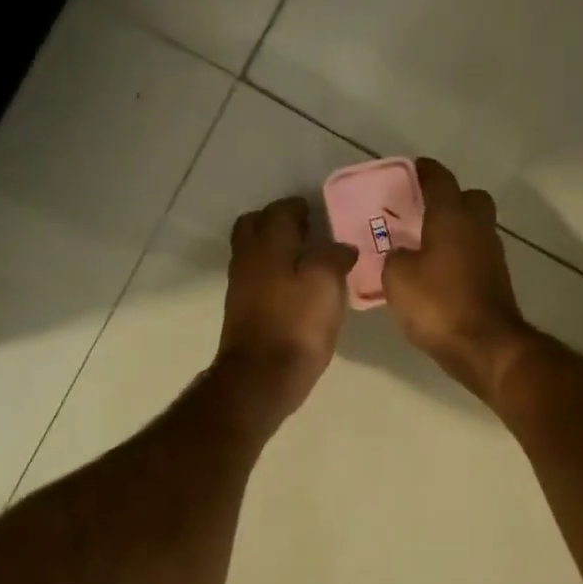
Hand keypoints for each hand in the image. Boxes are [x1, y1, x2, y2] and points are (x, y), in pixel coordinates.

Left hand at [215, 197, 357, 423]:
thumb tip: (341, 247)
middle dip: (276, 221)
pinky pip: (255, 276)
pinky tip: (294, 286)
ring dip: (273, 246)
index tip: (316, 211)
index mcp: (269, 244)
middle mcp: (248, 258)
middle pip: (254, 225)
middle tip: (304, 229)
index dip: (298, 207)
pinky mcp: (242, 310)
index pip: (279, 211)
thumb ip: (334, 256)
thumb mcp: (326, 283)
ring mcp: (241, 286)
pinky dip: (272, 271)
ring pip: (252, 251)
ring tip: (304, 257)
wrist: (262, 376)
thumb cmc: (297, 324)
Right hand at [382, 158, 533, 401]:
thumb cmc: (438, 303)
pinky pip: (476, 256)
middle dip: (450, 199)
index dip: (425, 171)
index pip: (440, 180)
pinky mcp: (496, 282)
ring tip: (425, 246)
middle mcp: (477, 229)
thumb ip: (394, 257)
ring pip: (475, 229)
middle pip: (471, 199)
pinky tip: (438, 275)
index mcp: (452, 217)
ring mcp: (492, 256)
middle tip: (423, 211)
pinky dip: (459, 258)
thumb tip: (402, 254)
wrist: (485, 346)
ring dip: (455, 231)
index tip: (414, 168)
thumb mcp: (397, 278)